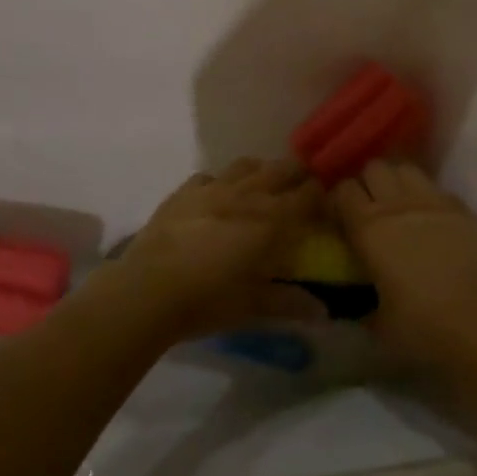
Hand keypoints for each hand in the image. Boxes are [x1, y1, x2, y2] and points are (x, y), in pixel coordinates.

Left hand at [110, 157, 324, 340]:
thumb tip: (324, 311)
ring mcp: (214, 187)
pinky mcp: (186, 189)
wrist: (148, 289)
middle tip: (301, 191)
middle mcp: (248, 194)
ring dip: (261, 172)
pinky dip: (222, 182)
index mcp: (271, 220)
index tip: (328, 203)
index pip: (308, 195)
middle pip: (282, 169)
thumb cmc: (207, 300)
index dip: (321, 195)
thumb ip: (290, 303)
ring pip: (248, 164)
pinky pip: (211, 175)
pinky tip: (218, 198)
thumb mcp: (253, 307)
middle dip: (296, 175)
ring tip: (263, 188)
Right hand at [330, 160, 476, 365]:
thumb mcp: (380, 324)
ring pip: (405, 168)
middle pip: (373, 167)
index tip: (340, 217)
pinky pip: (436, 188)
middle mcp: (396, 204)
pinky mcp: (460, 206)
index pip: (343, 190)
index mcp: (368, 228)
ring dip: (397, 181)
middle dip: (368, 182)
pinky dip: (428, 197)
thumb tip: (351, 304)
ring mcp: (431, 200)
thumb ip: (361, 306)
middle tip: (370, 207)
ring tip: (400, 204)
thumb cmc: (424, 326)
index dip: (339, 200)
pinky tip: (433, 219)